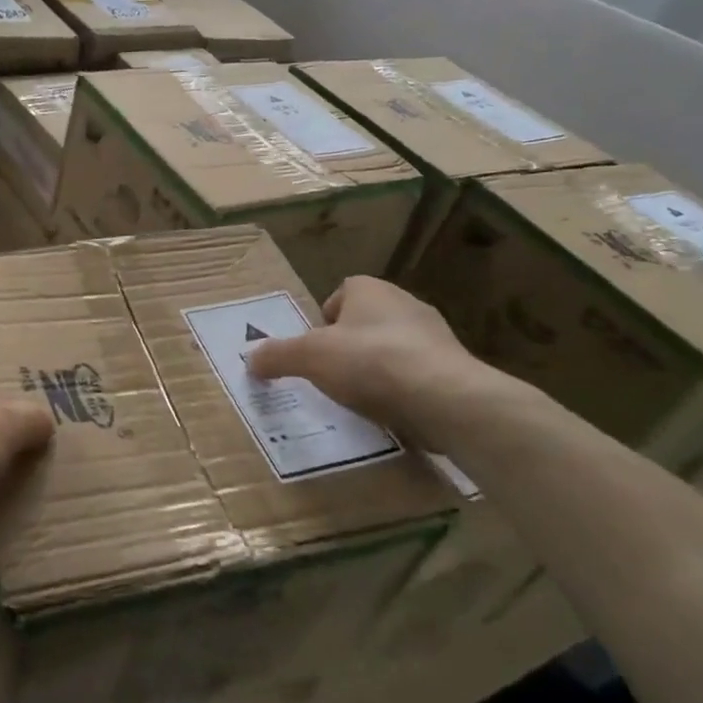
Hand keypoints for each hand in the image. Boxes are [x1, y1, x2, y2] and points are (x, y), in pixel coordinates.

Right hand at [247, 276, 522, 451]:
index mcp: (371, 290)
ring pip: (392, 348)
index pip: (343, 292)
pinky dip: (400, 390)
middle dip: (348, 345)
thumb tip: (250, 359)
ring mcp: (434, 336)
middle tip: (330, 374)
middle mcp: (405, 303)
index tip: (315, 348)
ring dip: (375, 369)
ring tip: (357, 398)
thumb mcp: (309, 357)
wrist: (445, 399)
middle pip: (366, 321)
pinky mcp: (453, 369)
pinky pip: (415, 375)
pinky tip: (388, 412)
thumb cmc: (370, 362)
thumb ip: (277, 356)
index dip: (325, 318)